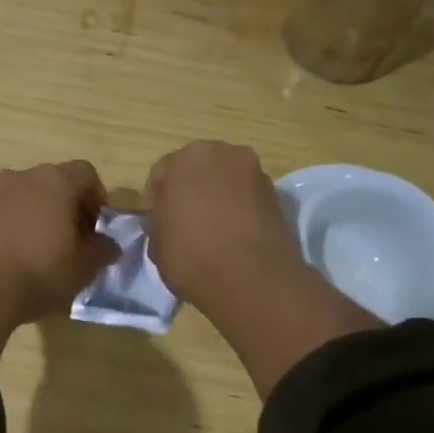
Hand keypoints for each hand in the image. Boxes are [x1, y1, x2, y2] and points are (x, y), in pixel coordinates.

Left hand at [0, 161, 120, 364]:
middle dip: (69, 208)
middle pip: (55, 183)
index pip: (86, 174)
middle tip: (76, 241)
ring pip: (28, 198)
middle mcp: (23, 177)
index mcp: (54, 180)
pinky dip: (18, 227)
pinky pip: (7, 214)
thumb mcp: (84, 267)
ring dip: (42, 217)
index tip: (99, 228)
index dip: (97, 199)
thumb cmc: (41, 271)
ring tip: (47, 252)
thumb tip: (108, 246)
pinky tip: (21, 258)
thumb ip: (102, 251)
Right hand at [144, 141, 303, 310]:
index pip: (162, 173)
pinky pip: (247, 200)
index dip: (156, 200)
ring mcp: (256, 173)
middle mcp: (225, 154)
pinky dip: (239, 211)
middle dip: (190, 192)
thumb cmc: (191, 255)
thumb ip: (159, 222)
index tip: (158, 224)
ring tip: (212, 233)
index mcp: (188, 157)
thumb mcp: (156, 243)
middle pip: (199, 171)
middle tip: (184, 224)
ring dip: (217, 200)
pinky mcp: (277, 197)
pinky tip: (232, 238)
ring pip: (226, 183)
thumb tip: (168, 221)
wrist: (251, 278)